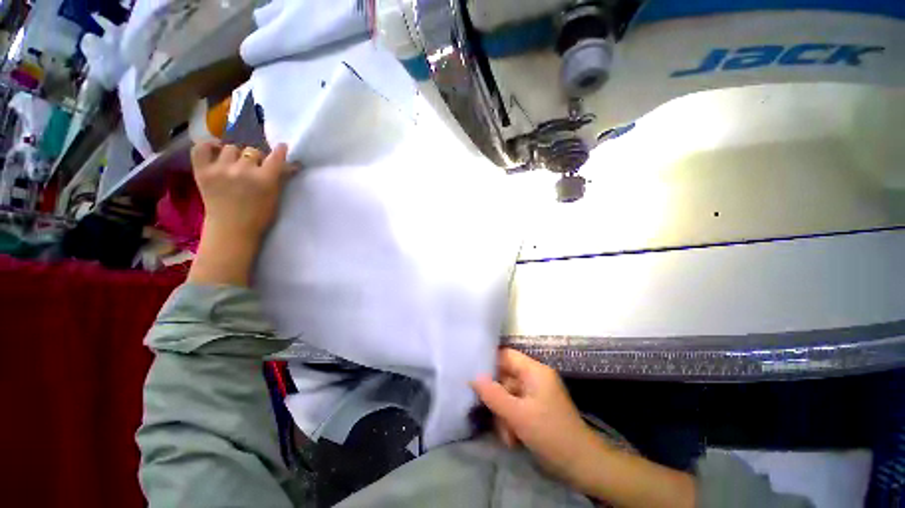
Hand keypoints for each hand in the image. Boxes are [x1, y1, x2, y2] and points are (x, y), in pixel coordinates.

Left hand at [191, 142, 294, 241]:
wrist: (231, 229)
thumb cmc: (258, 216)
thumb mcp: (275, 197)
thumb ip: (281, 178)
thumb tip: (292, 164)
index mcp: (264, 179)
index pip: (276, 157)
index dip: (280, 150)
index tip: (282, 147)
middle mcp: (243, 171)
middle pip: (252, 151)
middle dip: (255, 159)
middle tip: (254, 168)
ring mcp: (220, 169)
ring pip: (231, 148)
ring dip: (235, 155)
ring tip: (234, 165)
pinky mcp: (202, 171)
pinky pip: (201, 148)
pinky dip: (208, 146)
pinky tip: (215, 150)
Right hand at [471, 348, 604, 484]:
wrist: (581, 465)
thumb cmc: (551, 434)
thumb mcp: (518, 415)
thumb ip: (493, 395)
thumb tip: (473, 377)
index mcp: (534, 371)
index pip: (506, 356)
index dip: (489, 363)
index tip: (474, 377)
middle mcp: (534, 378)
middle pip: (505, 379)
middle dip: (498, 401)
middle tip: (495, 419)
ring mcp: (535, 394)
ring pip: (508, 396)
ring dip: (504, 417)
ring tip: (509, 437)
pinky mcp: (536, 410)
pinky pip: (515, 408)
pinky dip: (511, 423)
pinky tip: (513, 440)